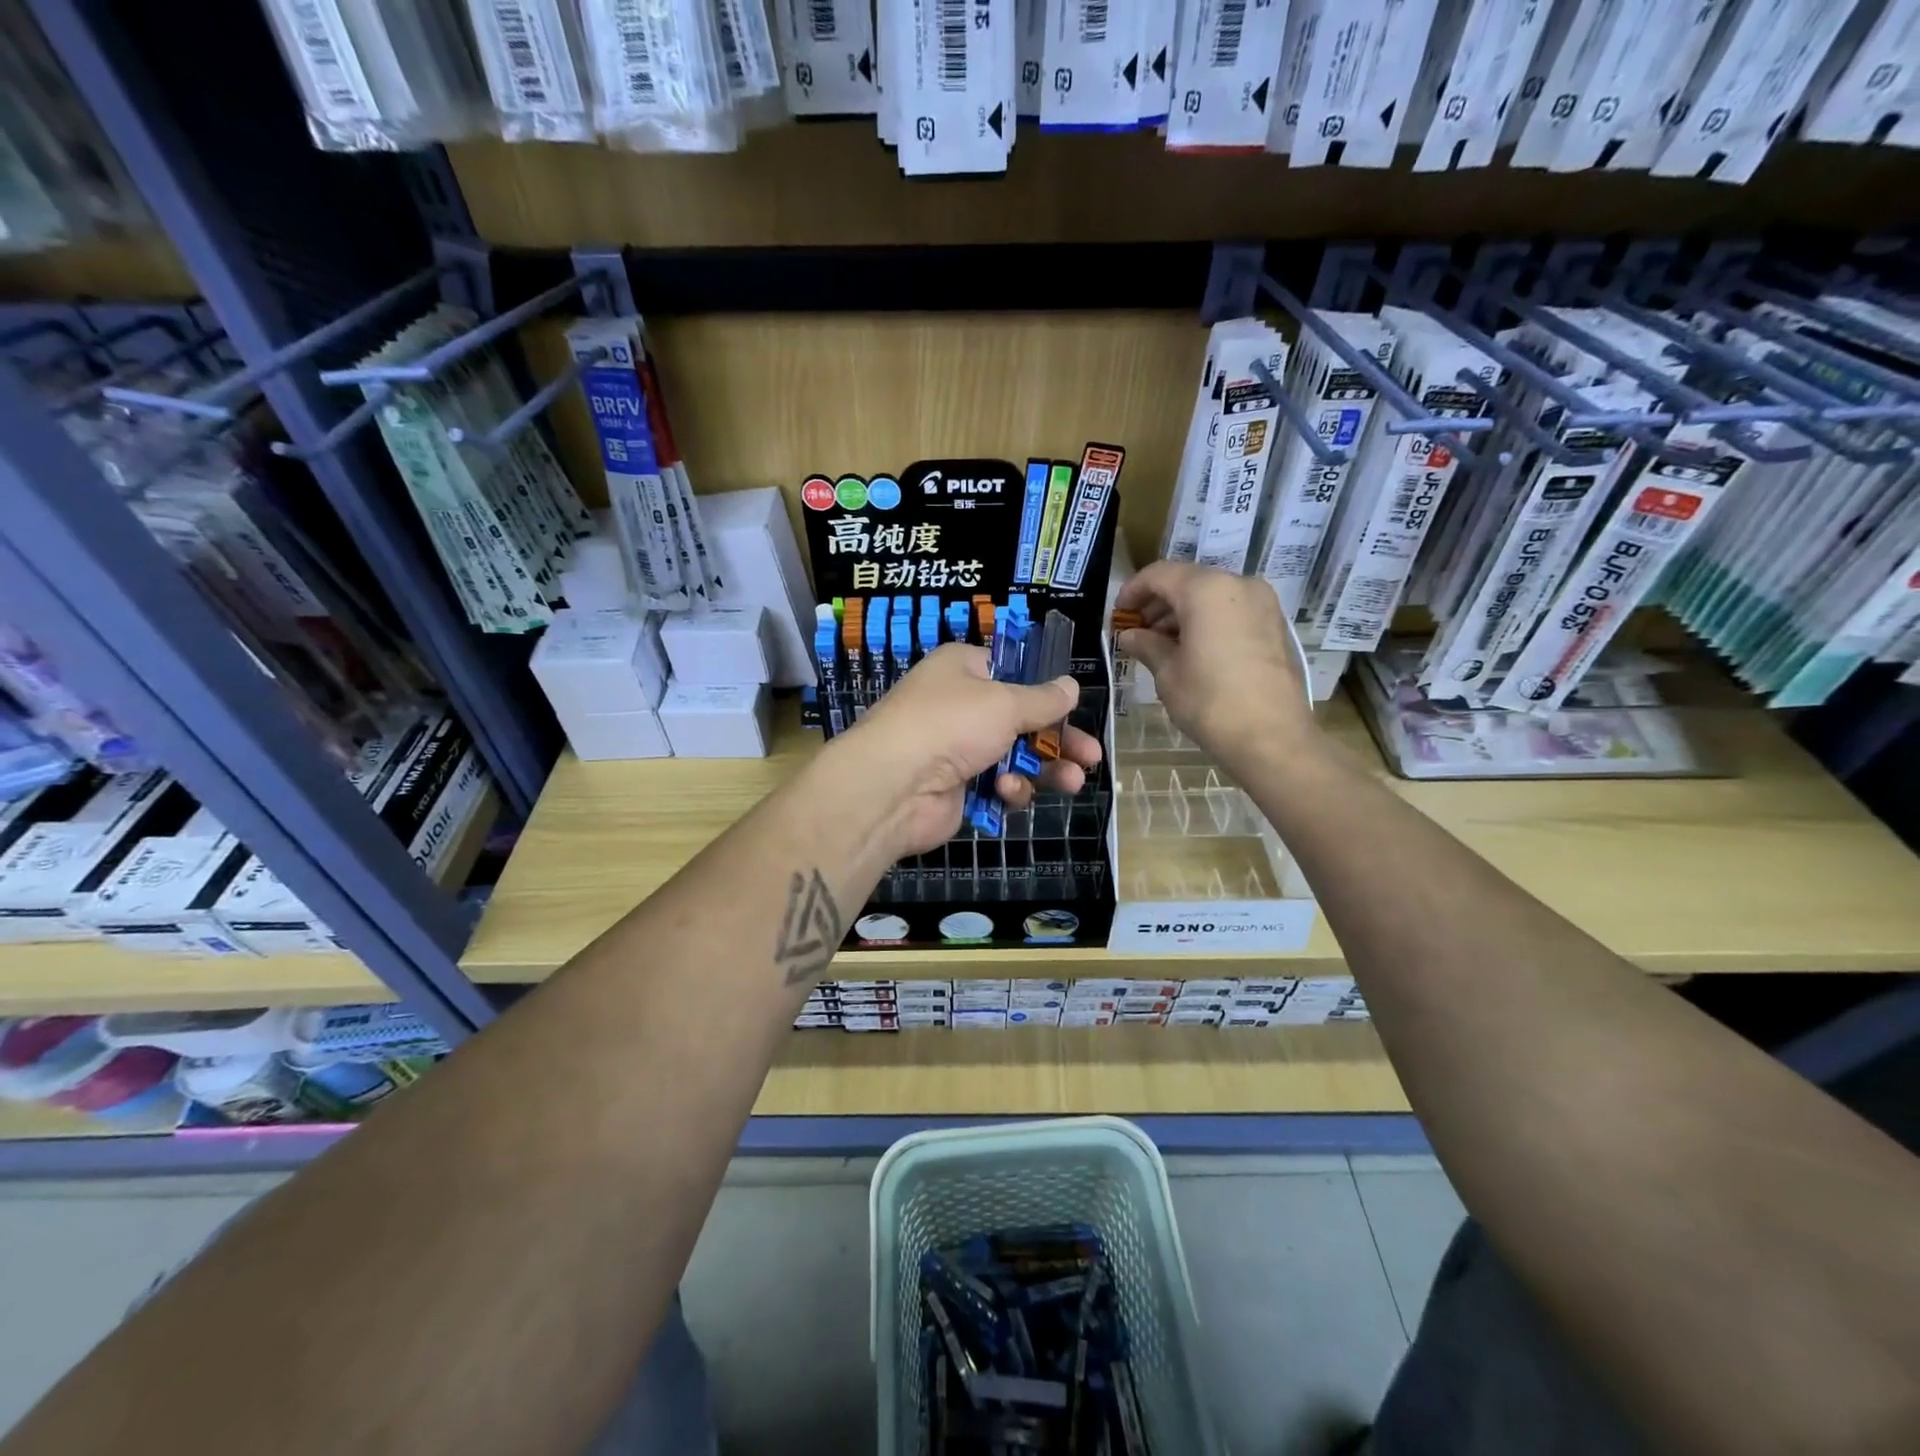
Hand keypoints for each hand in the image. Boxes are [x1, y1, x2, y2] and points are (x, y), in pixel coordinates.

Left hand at [824, 643, 1102, 856]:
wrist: (893, 786)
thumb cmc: (951, 725)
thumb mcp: (1005, 703)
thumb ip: (1043, 700)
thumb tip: (1071, 685)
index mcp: (963, 669)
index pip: (1011, 672)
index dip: (1043, 690)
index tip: (1073, 707)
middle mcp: (958, 705)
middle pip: (1021, 720)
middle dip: (1058, 739)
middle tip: (1092, 756)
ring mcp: (956, 749)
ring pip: (1014, 757)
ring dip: (1043, 768)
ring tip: (1073, 781)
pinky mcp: (956, 788)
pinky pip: (995, 785)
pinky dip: (1007, 789)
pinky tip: (1007, 793)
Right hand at [1114, 561, 1316, 761]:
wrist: (1272, 737)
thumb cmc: (1210, 702)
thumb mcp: (1167, 673)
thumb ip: (1146, 645)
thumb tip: (1129, 635)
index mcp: (1206, 590)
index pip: (1159, 575)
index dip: (1133, 591)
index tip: (1118, 613)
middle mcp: (1238, 585)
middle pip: (1188, 582)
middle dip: (1158, 603)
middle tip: (1136, 631)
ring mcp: (1263, 603)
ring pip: (1212, 596)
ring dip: (1183, 613)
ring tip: (1160, 644)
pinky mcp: (1275, 625)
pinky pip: (1232, 611)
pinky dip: (1208, 621)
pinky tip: (1191, 650)